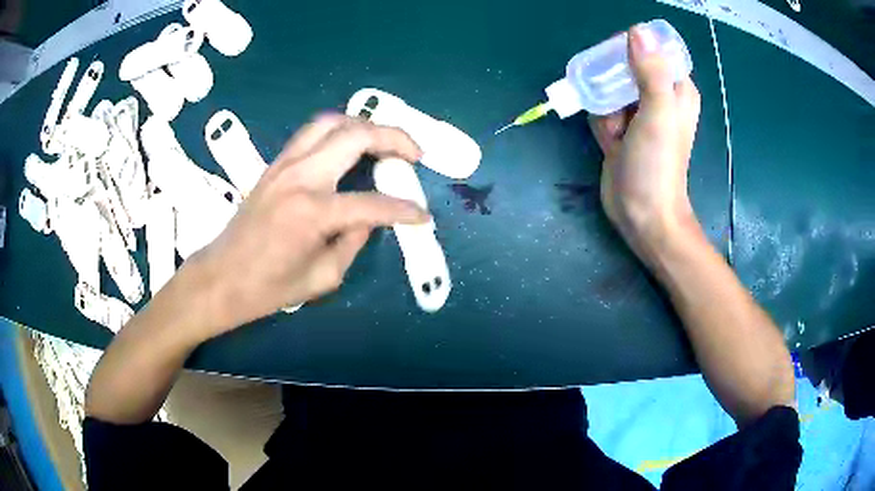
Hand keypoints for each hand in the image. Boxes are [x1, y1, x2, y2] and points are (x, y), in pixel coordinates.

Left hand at [184, 114, 428, 337]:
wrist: (221, 277)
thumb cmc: (268, 288)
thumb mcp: (324, 277)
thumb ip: (354, 241)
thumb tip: (372, 217)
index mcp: (312, 212)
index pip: (372, 203)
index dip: (404, 210)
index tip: (423, 216)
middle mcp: (300, 177)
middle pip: (355, 136)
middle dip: (394, 138)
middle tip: (414, 154)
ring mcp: (284, 164)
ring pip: (332, 122)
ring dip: (365, 126)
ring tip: (385, 143)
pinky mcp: (276, 163)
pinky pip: (313, 133)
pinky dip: (340, 131)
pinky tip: (351, 147)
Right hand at [589, 24, 701, 254]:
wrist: (642, 212)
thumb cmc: (657, 164)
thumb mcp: (657, 113)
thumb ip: (650, 71)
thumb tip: (638, 29)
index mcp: (677, 89)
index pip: (653, 50)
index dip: (633, 49)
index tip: (617, 62)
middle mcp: (660, 96)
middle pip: (626, 65)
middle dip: (613, 82)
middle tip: (618, 105)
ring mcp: (639, 113)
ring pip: (610, 86)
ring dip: (605, 105)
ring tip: (617, 131)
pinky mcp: (622, 128)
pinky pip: (603, 107)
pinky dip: (601, 121)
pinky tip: (610, 142)